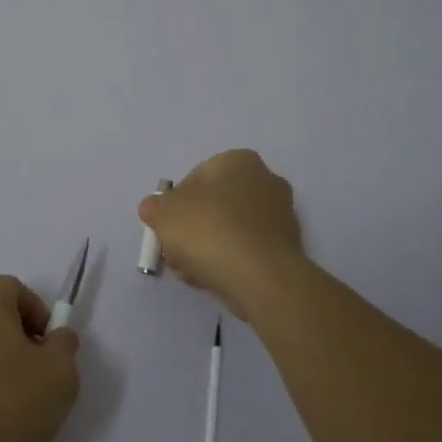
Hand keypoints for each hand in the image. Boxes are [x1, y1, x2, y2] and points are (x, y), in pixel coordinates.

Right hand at [138, 149, 306, 321]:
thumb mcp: (163, 213)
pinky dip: (229, 261)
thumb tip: (156, 209)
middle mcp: (265, 180)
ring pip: (229, 230)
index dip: (174, 205)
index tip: (166, 229)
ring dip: (207, 248)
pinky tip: (213, 280)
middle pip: (214, 205)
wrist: (261, 278)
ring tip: (191, 272)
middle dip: (192, 229)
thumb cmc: (210, 231)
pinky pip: (247, 250)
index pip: (195, 178)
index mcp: (238, 161)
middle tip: (176, 253)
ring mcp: (281, 215)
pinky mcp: (287, 248)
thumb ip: (154, 207)